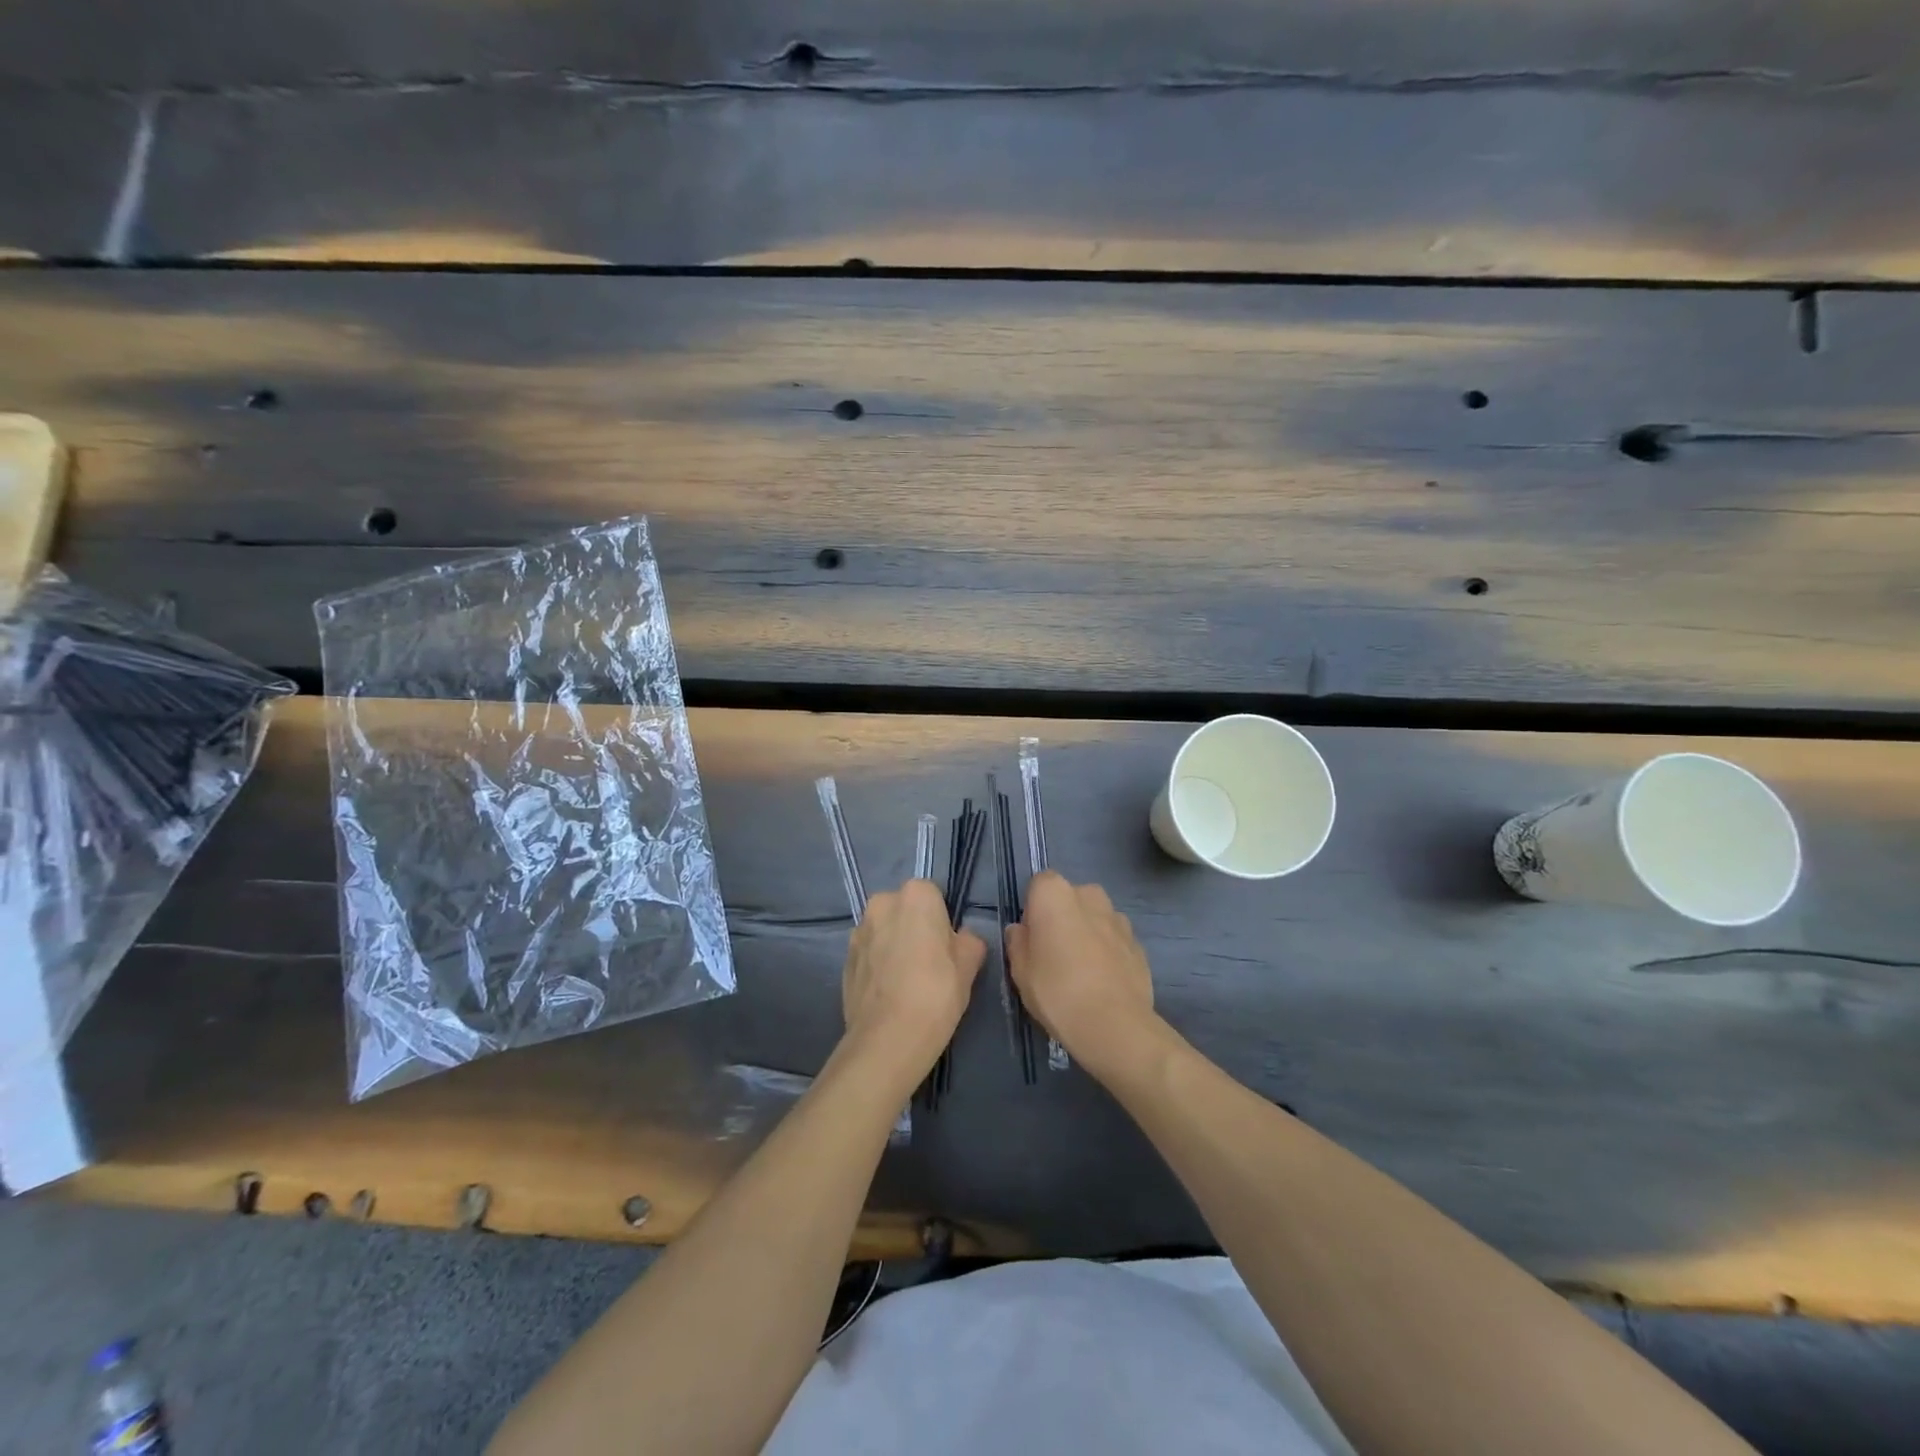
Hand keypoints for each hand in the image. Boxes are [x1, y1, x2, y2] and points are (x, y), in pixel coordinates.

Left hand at [841, 879, 986, 1075]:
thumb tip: (961, 939)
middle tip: (930, 964)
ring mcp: (858, 931)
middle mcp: (881, 903)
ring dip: (894, 945)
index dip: (943, 921)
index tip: (948, 947)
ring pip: (884, 931)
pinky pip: (869, 953)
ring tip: (906, 982)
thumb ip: (969, 940)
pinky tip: (889, 993)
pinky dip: (878, 965)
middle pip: (905, 909)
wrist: (888, 1038)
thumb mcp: (970, 964)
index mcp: (915, 894)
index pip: (934, 895)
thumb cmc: (936, 993)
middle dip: (915, 928)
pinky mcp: (844, 959)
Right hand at [1005, 872, 1157, 1078]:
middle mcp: (1089, 895)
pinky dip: (1108, 951)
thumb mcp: (1020, 971)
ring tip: (1081, 972)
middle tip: (1054, 955)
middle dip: (1062, 918)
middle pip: (1070, 898)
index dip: (1033, 909)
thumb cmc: (1057, 991)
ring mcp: (1119, 918)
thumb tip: (1021, 930)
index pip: (1039, 884)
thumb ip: (1018, 942)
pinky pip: (1114, 939)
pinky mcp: (1139, 943)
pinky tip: (1102, 982)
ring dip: (1087, 933)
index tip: (1032, 938)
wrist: (1115, 1026)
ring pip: (1095, 918)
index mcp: (1055, 894)